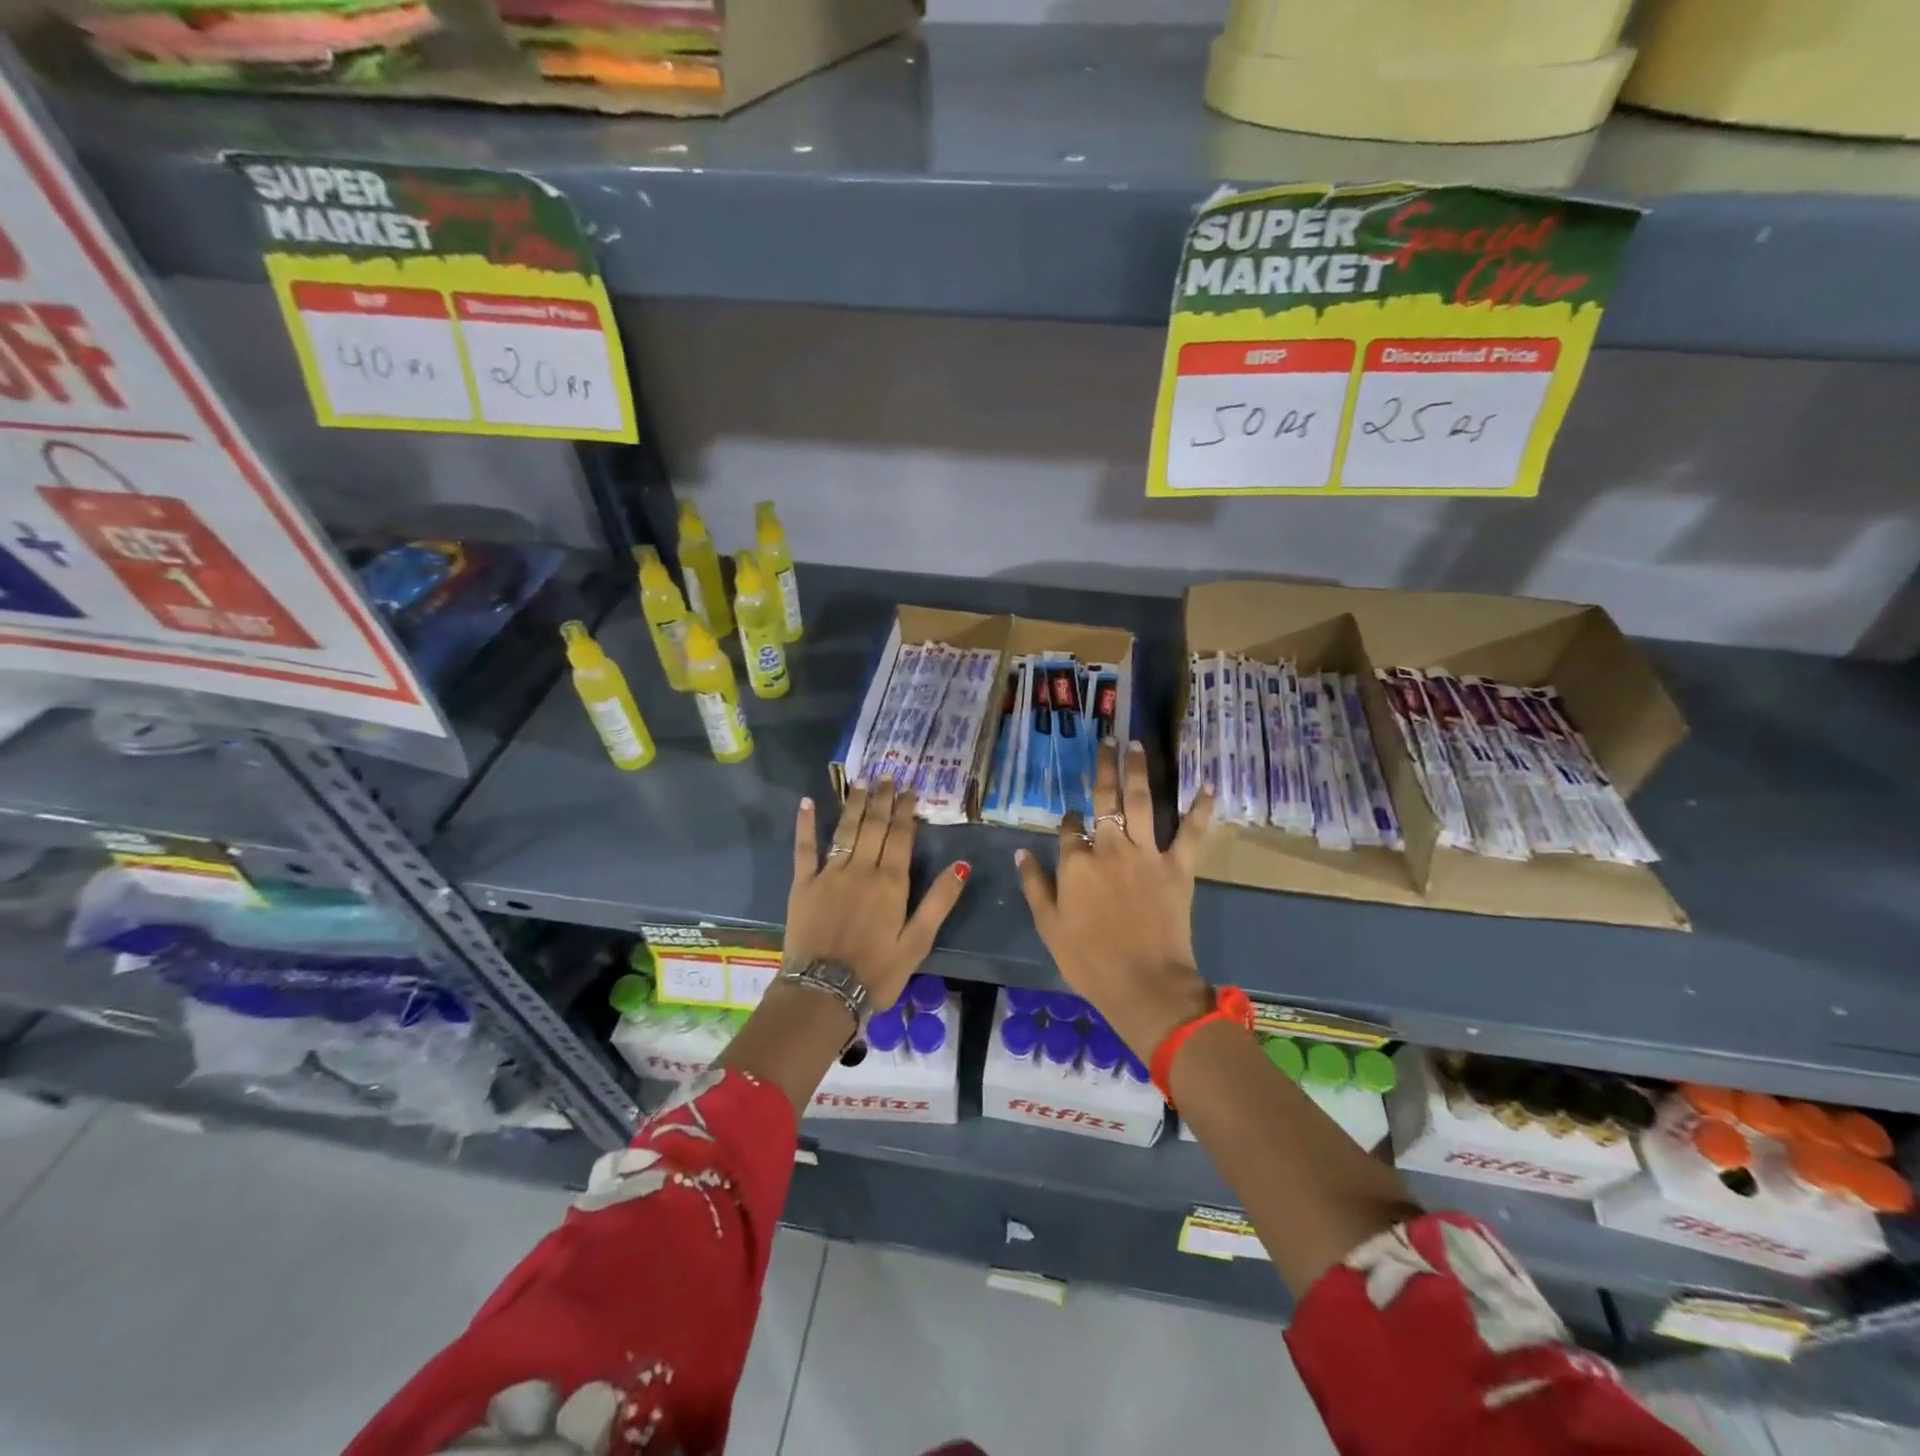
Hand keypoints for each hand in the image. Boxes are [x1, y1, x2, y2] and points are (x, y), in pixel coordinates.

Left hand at [787, 781, 969, 1010]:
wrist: (824, 992)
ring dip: (854, 803)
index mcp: (891, 883)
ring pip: (845, 830)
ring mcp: (830, 874)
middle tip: (887, 775)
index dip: (906, 811)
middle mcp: (861, 870)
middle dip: (882, 799)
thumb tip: (961, 864)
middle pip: (874, 826)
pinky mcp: (804, 885)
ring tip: (861, 781)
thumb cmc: (877, 972)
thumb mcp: (918, 942)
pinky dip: (806, 824)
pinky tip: (808, 802)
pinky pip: (805, 848)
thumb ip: (939, 901)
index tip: (910, 789)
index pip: (901, 837)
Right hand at [1016, 740, 1215, 1060]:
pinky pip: (1192, 832)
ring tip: (1137, 744)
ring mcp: (1146, 854)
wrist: (1144, 985)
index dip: (1070, 820)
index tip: (1072, 817)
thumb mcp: (1048, 927)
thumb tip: (1021, 852)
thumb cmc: (1089, 961)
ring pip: (1142, 801)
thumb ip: (1035, 886)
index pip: (1070, 828)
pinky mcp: (1179, 867)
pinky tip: (1208, 784)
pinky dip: (1201, 808)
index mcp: (1076, 863)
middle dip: (1104, 767)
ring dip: (1138, 770)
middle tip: (1108, 739)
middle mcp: (1110, 848)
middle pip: (1106, 800)